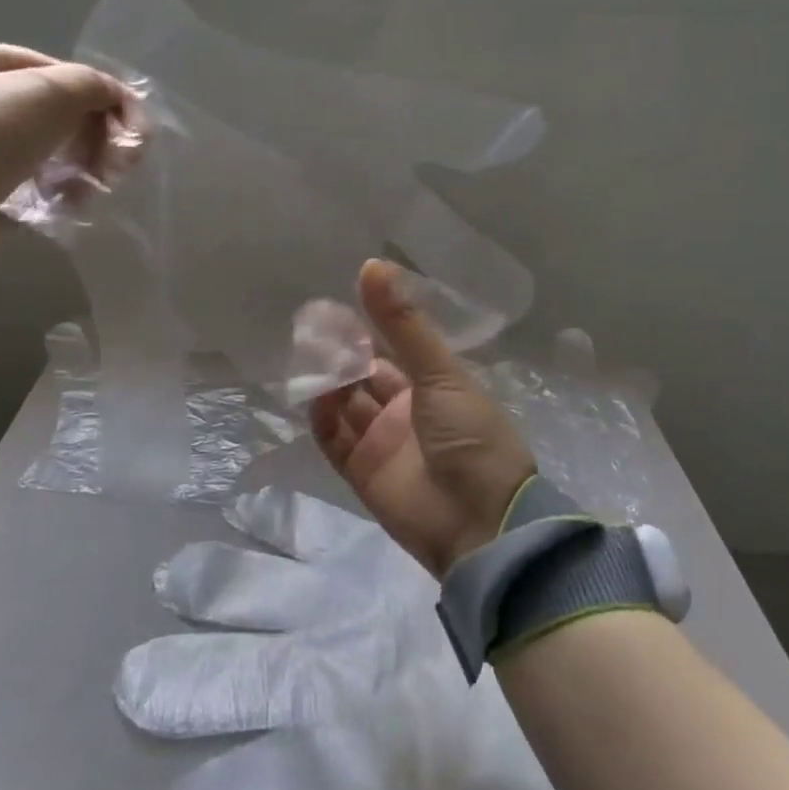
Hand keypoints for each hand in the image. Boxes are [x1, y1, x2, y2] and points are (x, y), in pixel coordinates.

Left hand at [0, 41, 126, 275]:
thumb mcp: (42, 93)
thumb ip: (89, 85)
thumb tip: (118, 96)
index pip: (46, 68)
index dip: (93, 92)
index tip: (126, 122)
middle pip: (49, 112)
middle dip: (93, 134)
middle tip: (121, 160)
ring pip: (46, 151)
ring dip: (82, 166)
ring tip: (101, 184)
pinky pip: (32, 186)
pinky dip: (60, 193)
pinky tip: (75, 203)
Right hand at [310, 260, 536, 576]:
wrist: (480, 524)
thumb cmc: (471, 437)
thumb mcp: (441, 375)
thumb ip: (404, 325)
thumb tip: (372, 265)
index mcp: (435, 387)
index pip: (394, 351)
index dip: (368, 329)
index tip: (338, 304)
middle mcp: (407, 412)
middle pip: (365, 376)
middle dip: (343, 354)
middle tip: (313, 328)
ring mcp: (383, 443)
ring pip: (346, 405)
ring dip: (329, 382)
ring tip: (308, 356)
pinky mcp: (362, 473)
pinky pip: (335, 440)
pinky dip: (322, 418)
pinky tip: (314, 396)